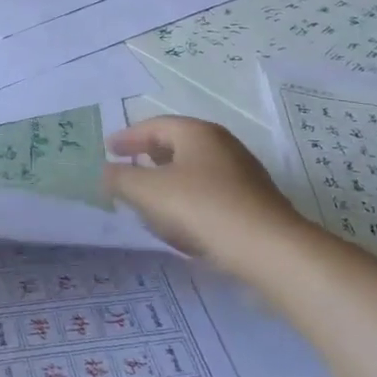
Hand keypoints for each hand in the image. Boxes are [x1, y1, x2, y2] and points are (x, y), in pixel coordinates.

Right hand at [104, 117, 304, 263]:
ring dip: (168, 182)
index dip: (128, 137)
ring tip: (149, 200)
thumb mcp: (149, 192)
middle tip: (127, 168)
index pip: (155, 126)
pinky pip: (210, 194)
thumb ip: (121, 179)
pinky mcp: (252, 203)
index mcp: (197, 133)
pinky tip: (180, 226)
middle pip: (177, 145)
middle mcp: (222, 145)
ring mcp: (242, 174)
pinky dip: (188, 202)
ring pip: (194, 171)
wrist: (270, 250)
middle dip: (149, 157)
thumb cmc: (203, 208)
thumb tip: (106, 172)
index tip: (109, 149)